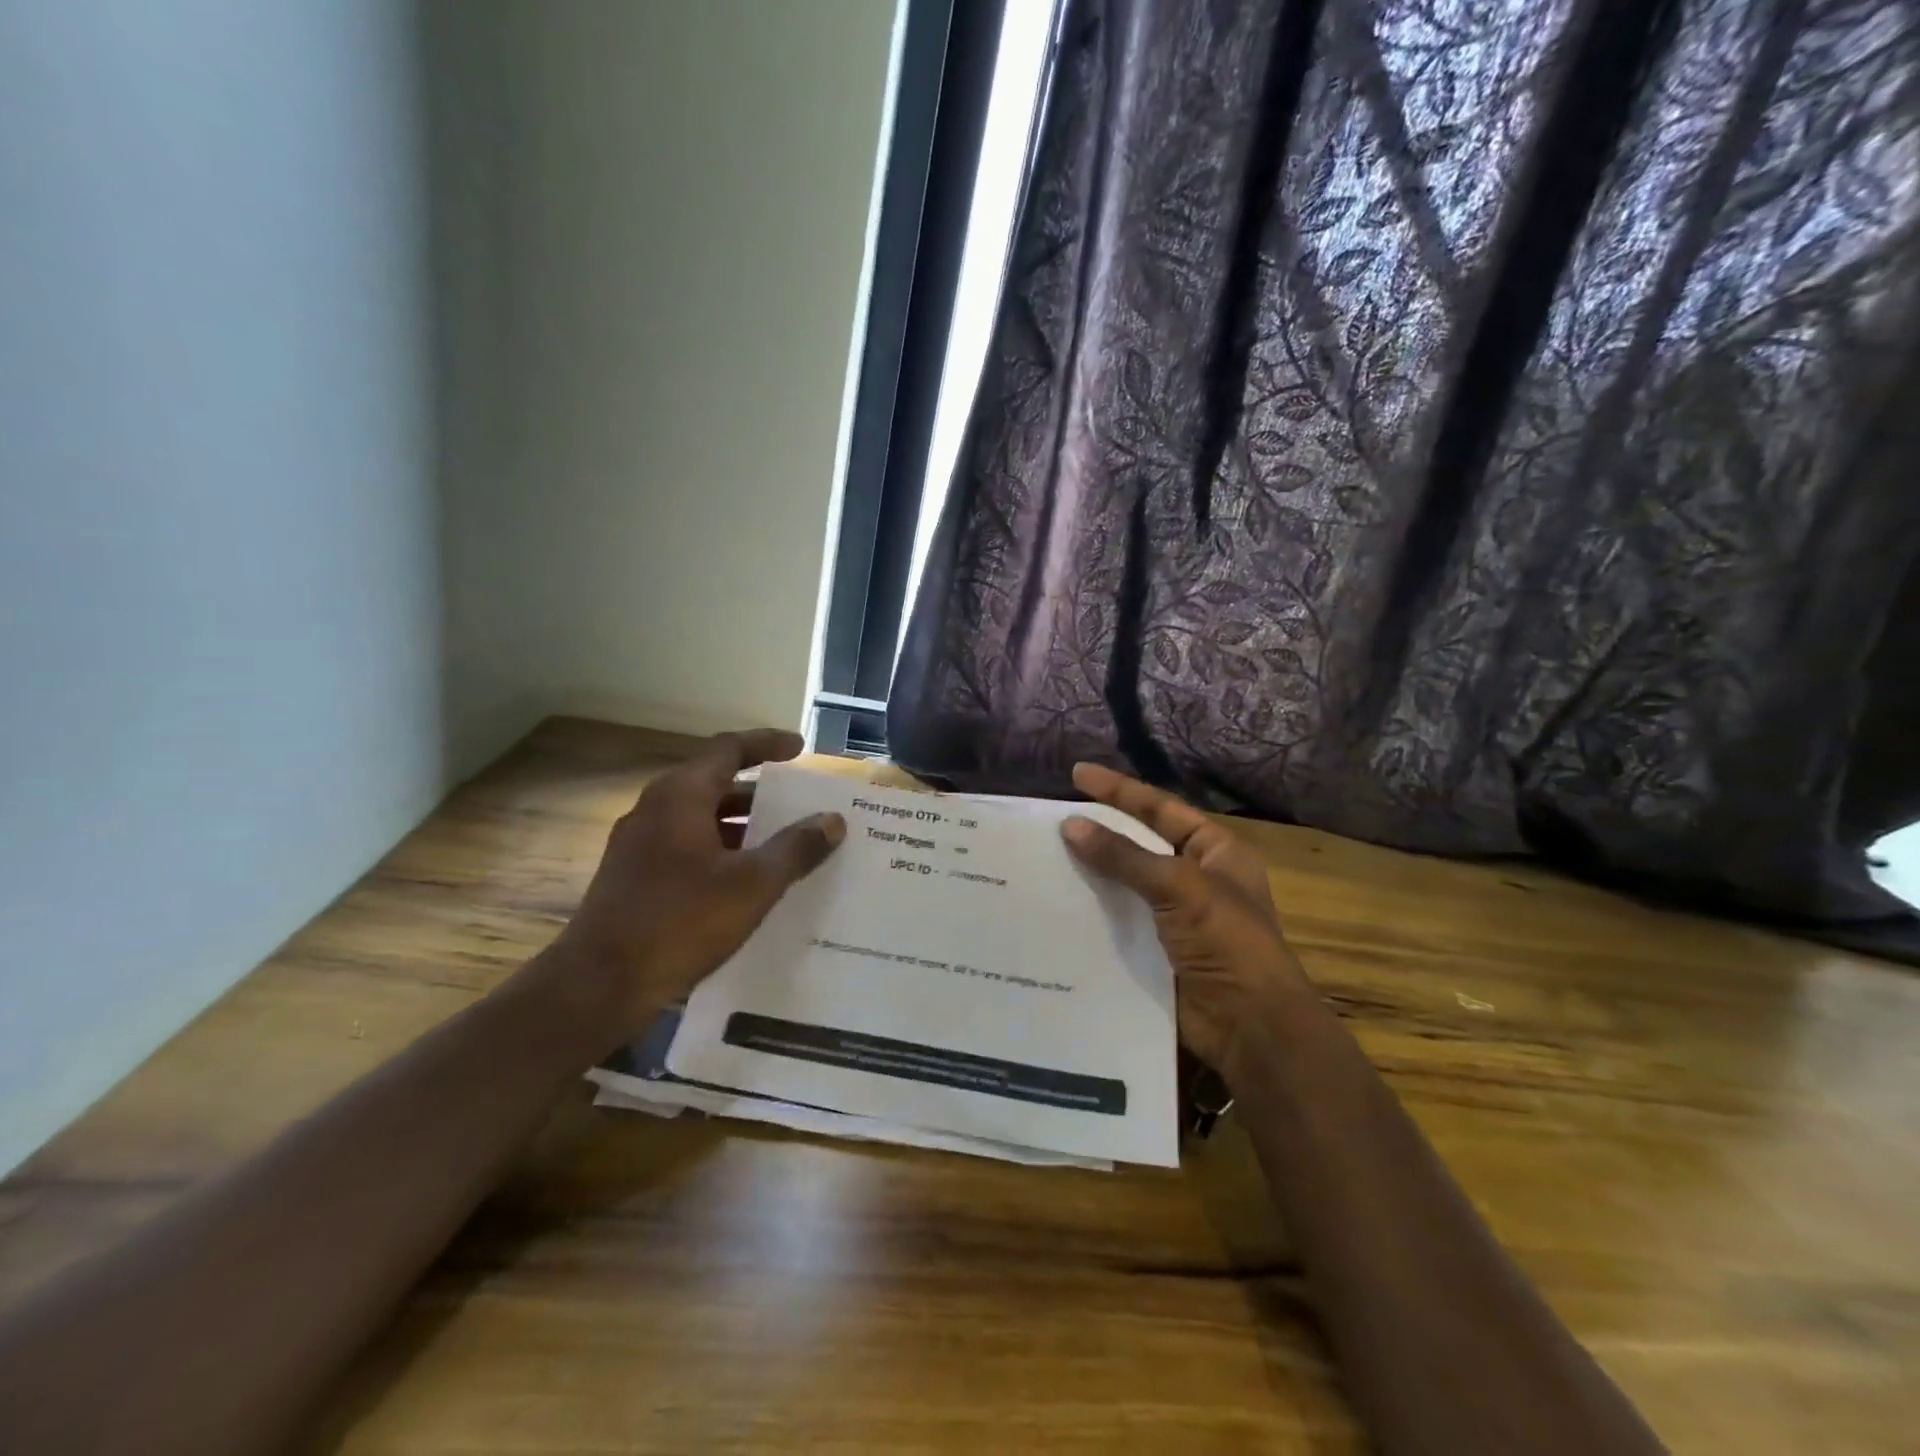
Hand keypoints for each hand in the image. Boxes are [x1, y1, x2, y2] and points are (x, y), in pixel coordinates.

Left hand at [553, 730, 844, 1040]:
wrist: (599, 986)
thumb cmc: (681, 923)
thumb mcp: (753, 885)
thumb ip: (796, 848)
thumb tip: (833, 820)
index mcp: (680, 796)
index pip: (729, 749)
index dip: (767, 744)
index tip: (800, 748)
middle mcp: (655, 808)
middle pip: (716, 784)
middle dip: (761, 793)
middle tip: (800, 805)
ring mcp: (638, 843)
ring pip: (701, 819)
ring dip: (743, 826)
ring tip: (784, 844)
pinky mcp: (633, 876)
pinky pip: (687, 846)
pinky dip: (722, 851)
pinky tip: (747, 882)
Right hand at [1061, 762, 1313, 1078]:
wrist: (1249, 1026)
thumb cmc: (1227, 941)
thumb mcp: (1179, 886)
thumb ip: (1124, 856)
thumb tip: (1071, 825)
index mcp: (1215, 851)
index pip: (1160, 808)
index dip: (1119, 790)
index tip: (1076, 775)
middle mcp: (1195, 877)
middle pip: (1139, 843)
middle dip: (1101, 830)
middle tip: (1053, 818)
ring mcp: (1174, 915)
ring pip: (1124, 882)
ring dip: (1091, 871)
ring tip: (1044, 855)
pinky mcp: (1155, 948)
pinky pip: (1117, 918)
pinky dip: (1091, 910)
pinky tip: (1056, 902)